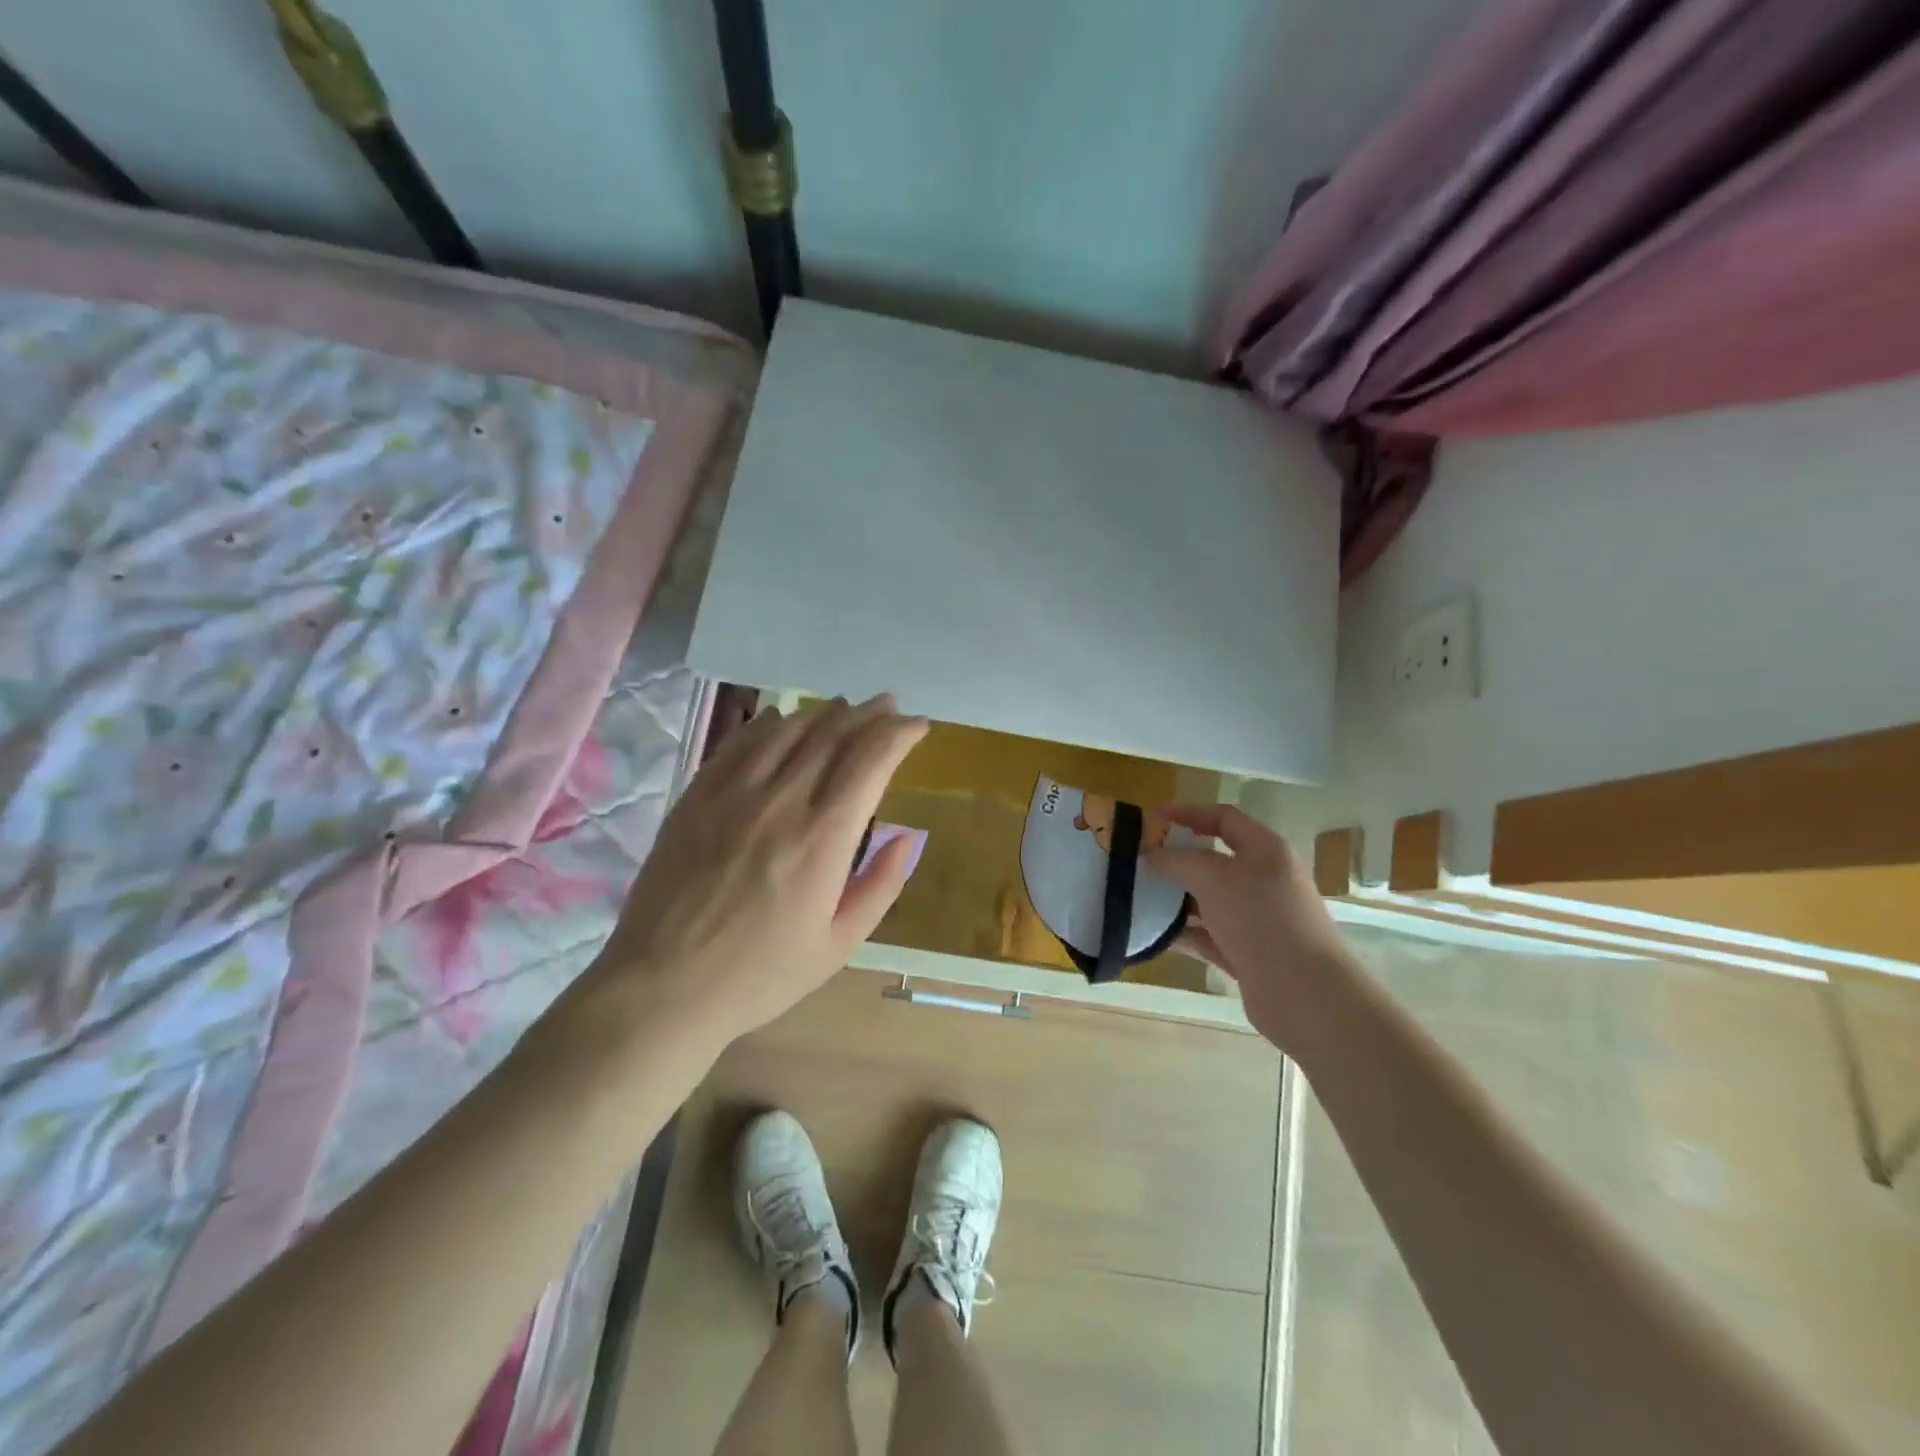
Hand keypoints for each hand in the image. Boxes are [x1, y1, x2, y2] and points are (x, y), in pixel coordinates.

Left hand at [583, 695, 928, 1051]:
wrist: (663, 987)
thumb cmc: (760, 975)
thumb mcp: (838, 945)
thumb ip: (880, 886)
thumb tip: (908, 836)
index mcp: (822, 839)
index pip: (870, 761)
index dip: (899, 734)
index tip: (917, 726)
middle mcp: (780, 802)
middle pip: (832, 734)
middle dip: (868, 714)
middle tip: (888, 706)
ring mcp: (732, 794)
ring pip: (786, 729)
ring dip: (822, 712)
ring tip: (843, 708)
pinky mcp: (696, 797)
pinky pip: (739, 743)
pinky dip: (769, 724)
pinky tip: (780, 720)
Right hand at [1146, 804, 1354, 1052]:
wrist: (1305, 995)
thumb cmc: (1262, 920)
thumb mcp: (1214, 878)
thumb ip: (1178, 860)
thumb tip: (1152, 853)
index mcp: (1266, 850)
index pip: (1224, 818)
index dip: (1187, 813)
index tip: (1150, 820)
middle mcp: (1264, 880)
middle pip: (1214, 859)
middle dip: (1176, 858)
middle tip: (1138, 861)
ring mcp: (1257, 919)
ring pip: (1208, 899)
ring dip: (1176, 897)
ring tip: (1137, 896)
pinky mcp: (1248, 954)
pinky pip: (1208, 935)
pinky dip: (1184, 933)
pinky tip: (1154, 935)